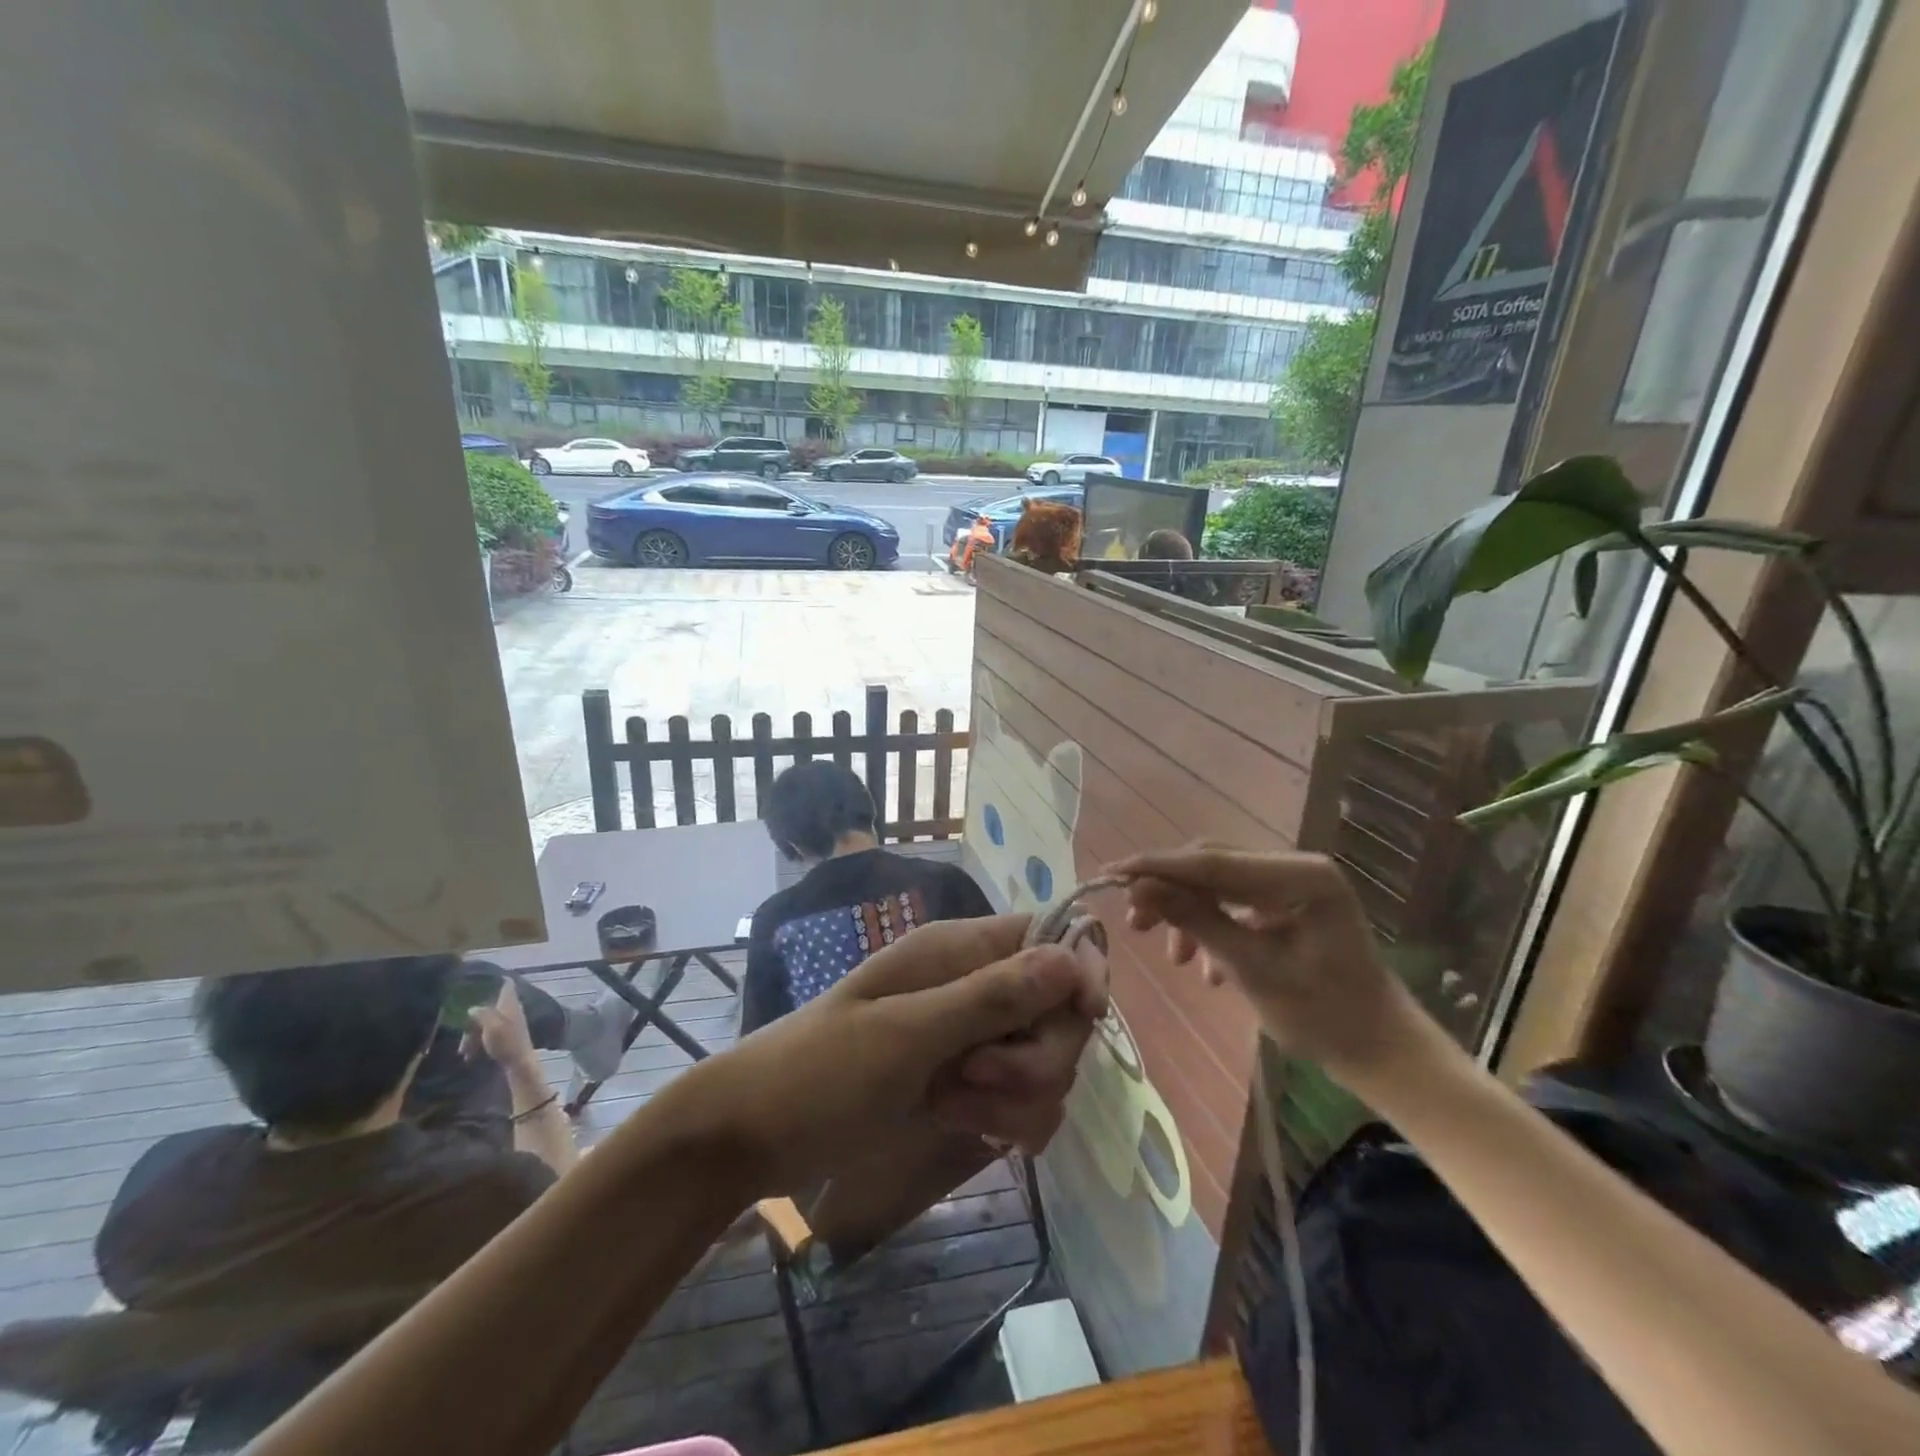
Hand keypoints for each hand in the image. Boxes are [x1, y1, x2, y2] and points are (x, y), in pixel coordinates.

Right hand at [465, 979, 539, 1073]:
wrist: (519, 1062)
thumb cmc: (506, 1041)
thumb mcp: (491, 1026)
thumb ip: (482, 1013)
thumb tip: (472, 1008)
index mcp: (509, 1003)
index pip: (507, 984)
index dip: (498, 979)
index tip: (483, 979)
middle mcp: (510, 1010)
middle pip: (489, 1007)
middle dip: (473, 1020)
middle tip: (463, 1038)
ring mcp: (509, 1023)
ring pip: (485, 1023)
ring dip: (472, 1036)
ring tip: (463, 1052)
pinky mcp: (506, 1035)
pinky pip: (488, 1034)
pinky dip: (478, 1042)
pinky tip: (469, 1055)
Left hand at [690, 913, 1105, 1197]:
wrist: (758, 1135)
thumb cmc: (823, 1071)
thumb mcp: (907, 1033)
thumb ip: (992, 997)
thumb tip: (1074, 957)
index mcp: (960, 950)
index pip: (1053, 936)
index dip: (1080, 972)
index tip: (1082, 1016)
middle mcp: (977, 987)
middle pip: (1062, 1010)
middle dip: (1037, 1056)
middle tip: (976, 1076)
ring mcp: (975, 1040)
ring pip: (1049, 1064)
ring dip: (1016, 1097)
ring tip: (953, 1104)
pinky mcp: (972, 1087)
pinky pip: (1027, 1104)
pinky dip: (1007, 1121)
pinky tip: (961, 1126)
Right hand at [1113, 844, 1431, 1083]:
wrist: (1383, 1054)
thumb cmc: (1325, 1017)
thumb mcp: (1252, 969)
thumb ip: (1196, 921)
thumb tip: (1140, 887)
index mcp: (1300, 876)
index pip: (1212, 861)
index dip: (1157, 866)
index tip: (1111, 872)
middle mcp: (1296, 867)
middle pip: (1213, 865)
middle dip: (1170, 891)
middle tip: (1135, 922)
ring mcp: (1294, 885)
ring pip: (1219, 884)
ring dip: (1189, 913)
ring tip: (1173, 957)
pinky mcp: (1289, 905)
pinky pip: (1236, 903)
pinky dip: (1213, 928)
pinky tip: (1206, 969)